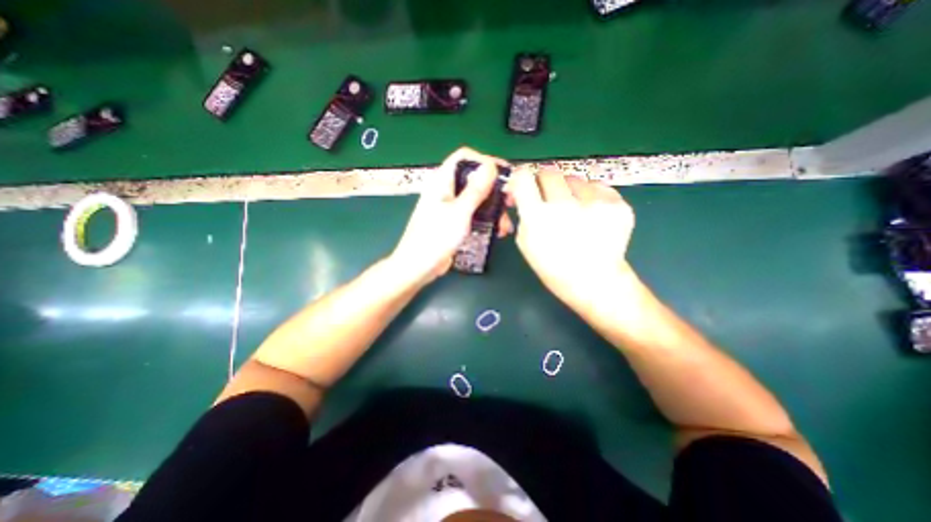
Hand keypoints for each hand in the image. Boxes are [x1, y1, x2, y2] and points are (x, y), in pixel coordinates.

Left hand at [389, 147, 511, 285]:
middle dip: (494, 188)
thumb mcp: (459, 212)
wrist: (418, 266)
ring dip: (493, 207)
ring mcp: (451, 207)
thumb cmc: (435, 238)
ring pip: (476, 198)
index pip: (464, 158)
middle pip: (473, 179)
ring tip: (505, 222)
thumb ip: (475, 189)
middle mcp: (446, 191)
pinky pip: (474, 214)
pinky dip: (486, 219)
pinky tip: (498, 230)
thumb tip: (490, 166)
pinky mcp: (455, 222)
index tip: (504, 173)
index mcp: (442, 181)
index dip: (484, 161)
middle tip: (510, 200)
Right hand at [506, 169, 636, 312]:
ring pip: (574, 178)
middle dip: (544, 182)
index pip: (524, 177)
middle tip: (548, 197)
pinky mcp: (617, 203)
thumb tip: (519, 193)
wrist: (595, 281)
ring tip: (574, 211)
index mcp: (538, 217)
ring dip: (569, 190)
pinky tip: (592, 215)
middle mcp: (565, 205)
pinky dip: (590, 197)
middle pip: (549, 172)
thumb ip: (522, 214)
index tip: (523, 184)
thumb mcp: (525, 243)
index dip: (521, 177)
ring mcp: (594, 202)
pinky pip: (597, 187)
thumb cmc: (553, 266)